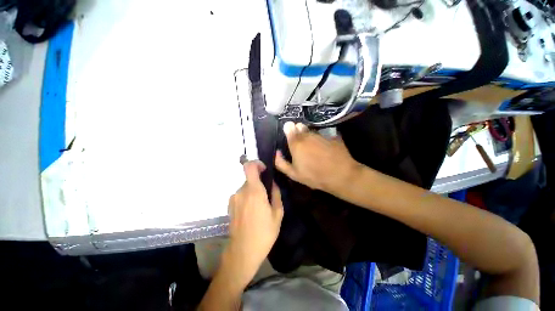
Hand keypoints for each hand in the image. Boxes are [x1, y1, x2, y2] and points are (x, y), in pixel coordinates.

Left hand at [225, 161, 283, 283]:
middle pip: (250, 179)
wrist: (242, 252)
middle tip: (267, 197)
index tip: (264, 170)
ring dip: (254, 193)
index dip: (256, 163)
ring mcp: (233, 199)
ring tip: (260, 208)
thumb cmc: (264, 233)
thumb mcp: (277, 214)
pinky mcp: (230, 206)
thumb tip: (273, 183)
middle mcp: (241, 192)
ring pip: (246, 188)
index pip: (249, 167)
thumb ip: (276, 194)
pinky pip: (241, 195)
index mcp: (254, 191)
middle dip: (259, 184)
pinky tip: (251, 213)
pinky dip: (247, 198)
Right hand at [275, 122, 360, 192]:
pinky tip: (323, 148)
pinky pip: (322, 135)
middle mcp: (307, 135)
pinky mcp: (331, 136)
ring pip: (311, 131)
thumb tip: (277, 152)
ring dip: (309, 135)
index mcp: (296, 143)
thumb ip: (281, 163)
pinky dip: (320, 139)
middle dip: (298, 132)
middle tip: (300, 143)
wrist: (340, 175)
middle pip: (300, 127)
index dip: (288, 129)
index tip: (289, 134)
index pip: (289, 127)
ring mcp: (320, 135)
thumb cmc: (314, 175)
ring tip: (311, 146)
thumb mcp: (293, 174)